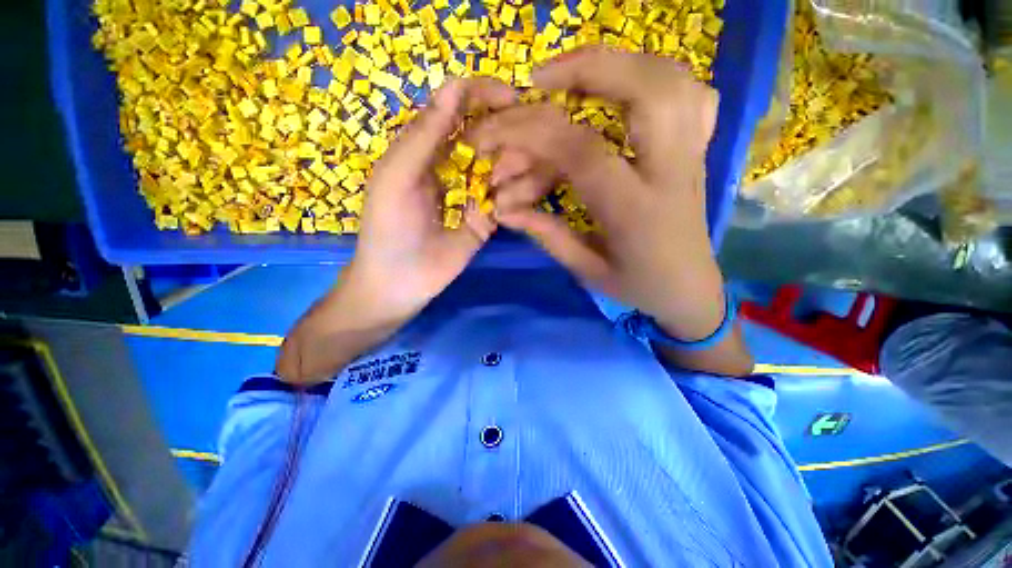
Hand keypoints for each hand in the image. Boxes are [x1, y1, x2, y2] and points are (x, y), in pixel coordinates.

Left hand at [342, 78, 515, 322]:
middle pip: (491, 134)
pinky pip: (509, 198)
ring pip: (506, 165)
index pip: (461, 106)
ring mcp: (475, 192)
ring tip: (497, 193)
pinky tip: (504, 210)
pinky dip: (514, 198)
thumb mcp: (398, 177)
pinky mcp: (488, 218)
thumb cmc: (389, 227)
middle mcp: (456, 164)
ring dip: (512, 171)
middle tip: (504, 161)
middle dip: (505, 138)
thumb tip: (455, 87)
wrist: (400, 281)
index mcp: (429, 147)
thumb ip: (424, 136)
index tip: (512, 98)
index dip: (484, 95)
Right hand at [473, 47, 725, 341]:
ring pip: (670, 78)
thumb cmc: (636, 285)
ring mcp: (692, 153)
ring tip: (568, 75)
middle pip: (644, 88)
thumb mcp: (585, 269)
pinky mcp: (698, 149)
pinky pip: (690, 93)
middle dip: (585, 69)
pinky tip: (623, 85)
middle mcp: (671, 170)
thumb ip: (546, 233)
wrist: (688, 290)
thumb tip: (502, 209)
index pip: (579, 150)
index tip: (492, 131)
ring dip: (616, 63)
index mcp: (634, 209)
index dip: (530, 133)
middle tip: (538, 79)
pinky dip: (653, 75)